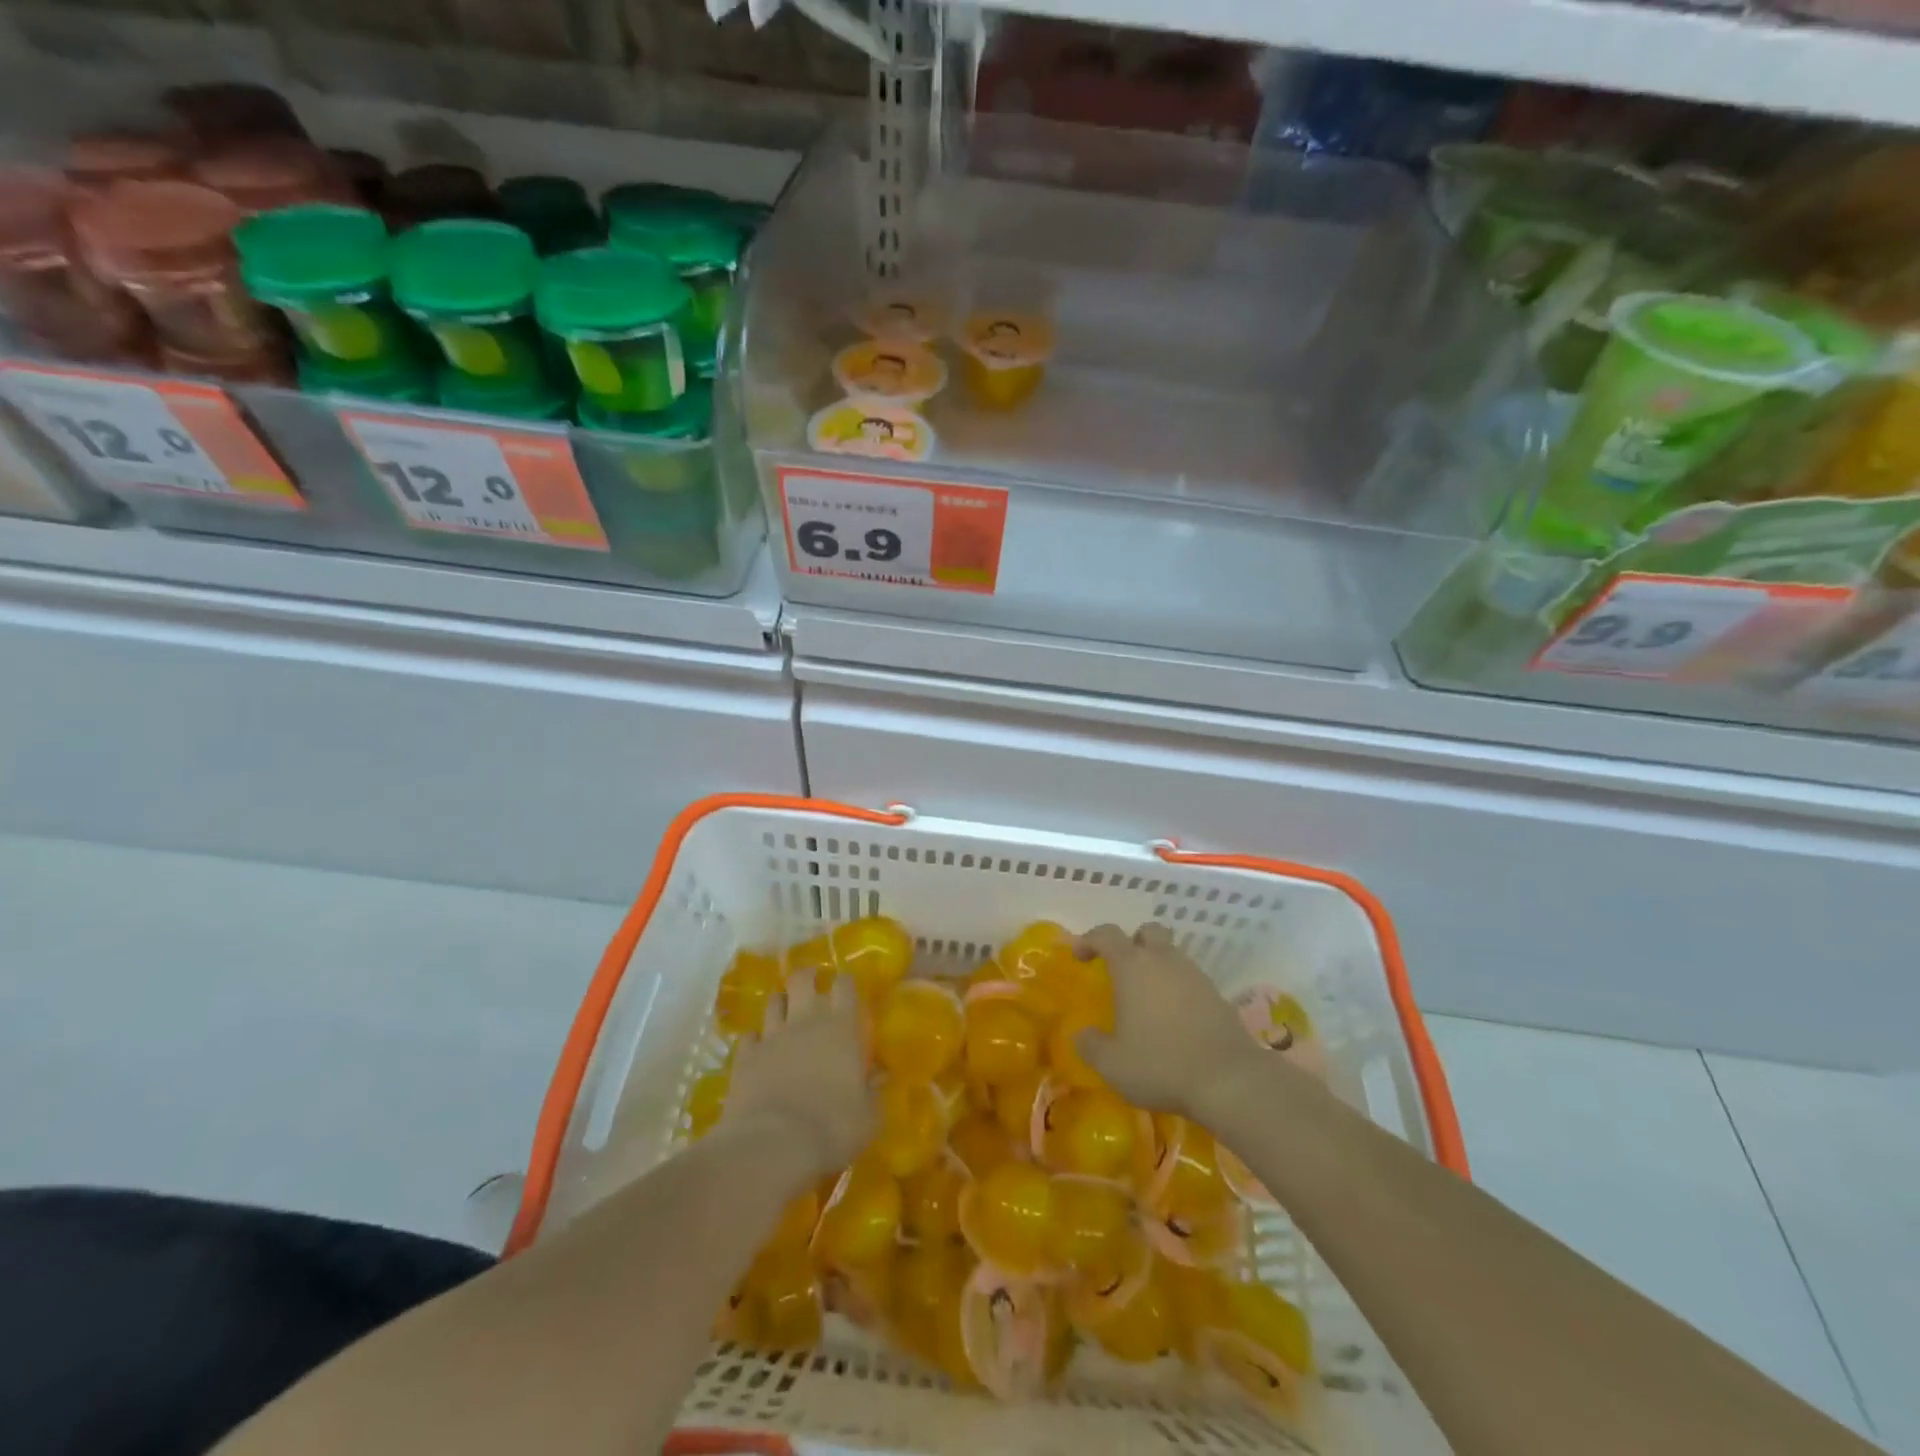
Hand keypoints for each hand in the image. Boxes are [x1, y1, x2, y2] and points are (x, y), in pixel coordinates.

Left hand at [721, 976, 874, 1178]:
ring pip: (774, 1001)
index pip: (845, 985)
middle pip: (802, 979)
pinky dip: (756, 1039)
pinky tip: (760, 1050)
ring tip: (786, 1015)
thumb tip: (881, 1076)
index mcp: (842, 1027)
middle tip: (812, 988)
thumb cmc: (832, 1128)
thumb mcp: (868, 1117)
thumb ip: (874, 1091)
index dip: (845, 983)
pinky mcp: (745, 1056)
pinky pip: (750, 1036)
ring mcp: (772, 1036)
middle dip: (807, 977)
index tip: (847, 990)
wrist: (772, 1146)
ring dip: (781, 1004)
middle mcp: (806, 1021)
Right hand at [1073, 923, 1266, 1120]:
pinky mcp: (1218, 995)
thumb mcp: (1112, 1064)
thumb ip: (1091, 1046)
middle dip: (1133, 943)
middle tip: (1122, 970)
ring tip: (1148, 1001)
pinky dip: (1179, 990)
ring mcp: (1195, 975)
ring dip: (1158, 968)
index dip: (1089, 939)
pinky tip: (1175, 1020)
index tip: (1080, 956)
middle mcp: (1164, 960)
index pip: (1106, 934)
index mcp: (1132, 966)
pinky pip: (1191, 980)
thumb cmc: (1161, 1064)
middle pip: (1148, 931)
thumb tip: (1081, 1035)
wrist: (1229, 1080)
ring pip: (1172, 955)